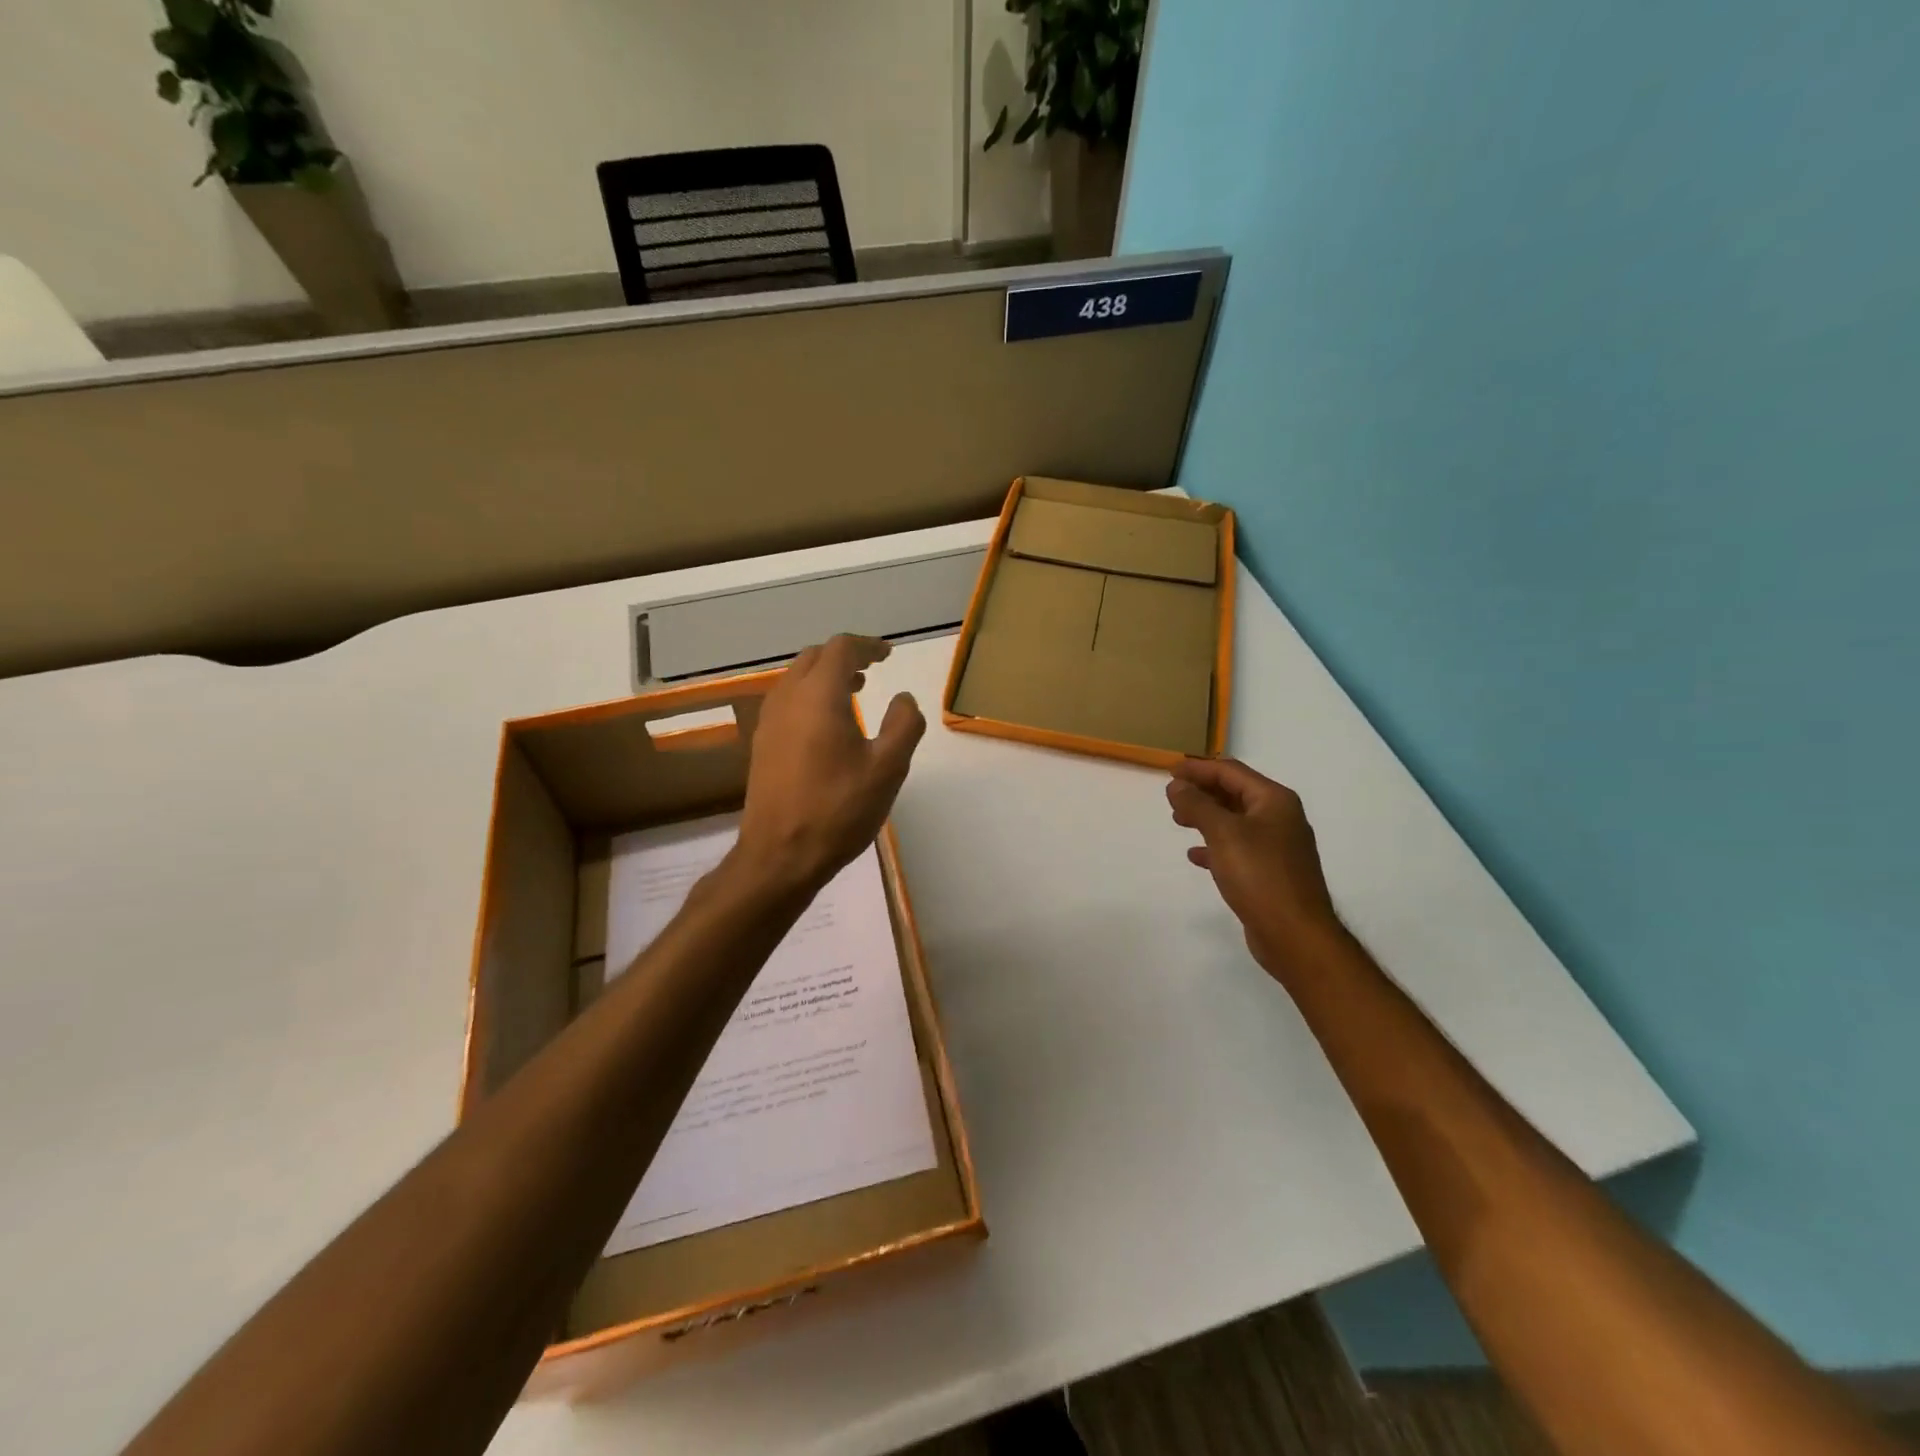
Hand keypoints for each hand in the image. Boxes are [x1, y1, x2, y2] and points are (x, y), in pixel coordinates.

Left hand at [734, 635, 925, 892]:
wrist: (780, 855)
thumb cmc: (838, 809)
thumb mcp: (888, 768)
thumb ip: (904, 724)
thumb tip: (903, 699)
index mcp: (819, 696)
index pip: (842, 649)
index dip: (868, 646)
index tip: (887, 655)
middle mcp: (788, 698)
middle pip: (815, 658)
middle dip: (845, 657)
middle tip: (872, 669)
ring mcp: (769, 722)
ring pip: (797, 679)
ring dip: (825, 676)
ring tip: (853, 692)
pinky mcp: (762, 744)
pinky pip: (787, 702)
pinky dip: (810, 697)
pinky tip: (827, 726)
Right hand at [1167, 757, 1346, 980]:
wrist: (1295, 935)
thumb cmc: (1260, 875)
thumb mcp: (1223, 833)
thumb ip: (1197, 805)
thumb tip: (1177, 785)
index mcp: (1274, 801)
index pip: (1231, 772)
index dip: (1198, 768)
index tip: (1168, 771)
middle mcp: (1280, 818)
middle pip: (1234, 793)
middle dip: (1202, 792)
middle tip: (1171, 797)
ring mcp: (1277, 846)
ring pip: (1235, 821)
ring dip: (1206, 817)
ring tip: (1179, 821)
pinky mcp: (1271, 872)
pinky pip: (1238, 848)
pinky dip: (1215, 846)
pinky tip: (1196, 855)